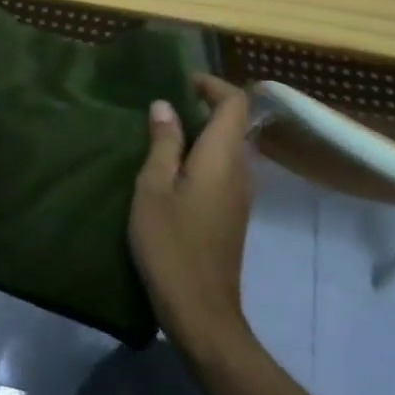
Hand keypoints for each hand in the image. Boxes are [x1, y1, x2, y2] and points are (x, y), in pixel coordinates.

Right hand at [129, 74, 254, 354]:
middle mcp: (241, 170)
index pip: (235, 103)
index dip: (212, 85)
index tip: (181, 82)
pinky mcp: (233, 215)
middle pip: (234, 123)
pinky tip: (172, 172)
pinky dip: (202, 157)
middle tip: (163, 107)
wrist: (201, 312)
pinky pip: (224, 170)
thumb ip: (163, 144)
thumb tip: (165, 105)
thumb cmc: (171, 245)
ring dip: (201, 134)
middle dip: (203, 107)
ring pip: (228, 148)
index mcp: (223, 157)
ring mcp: (241, 195)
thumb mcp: (153, 189)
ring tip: (162, 135)